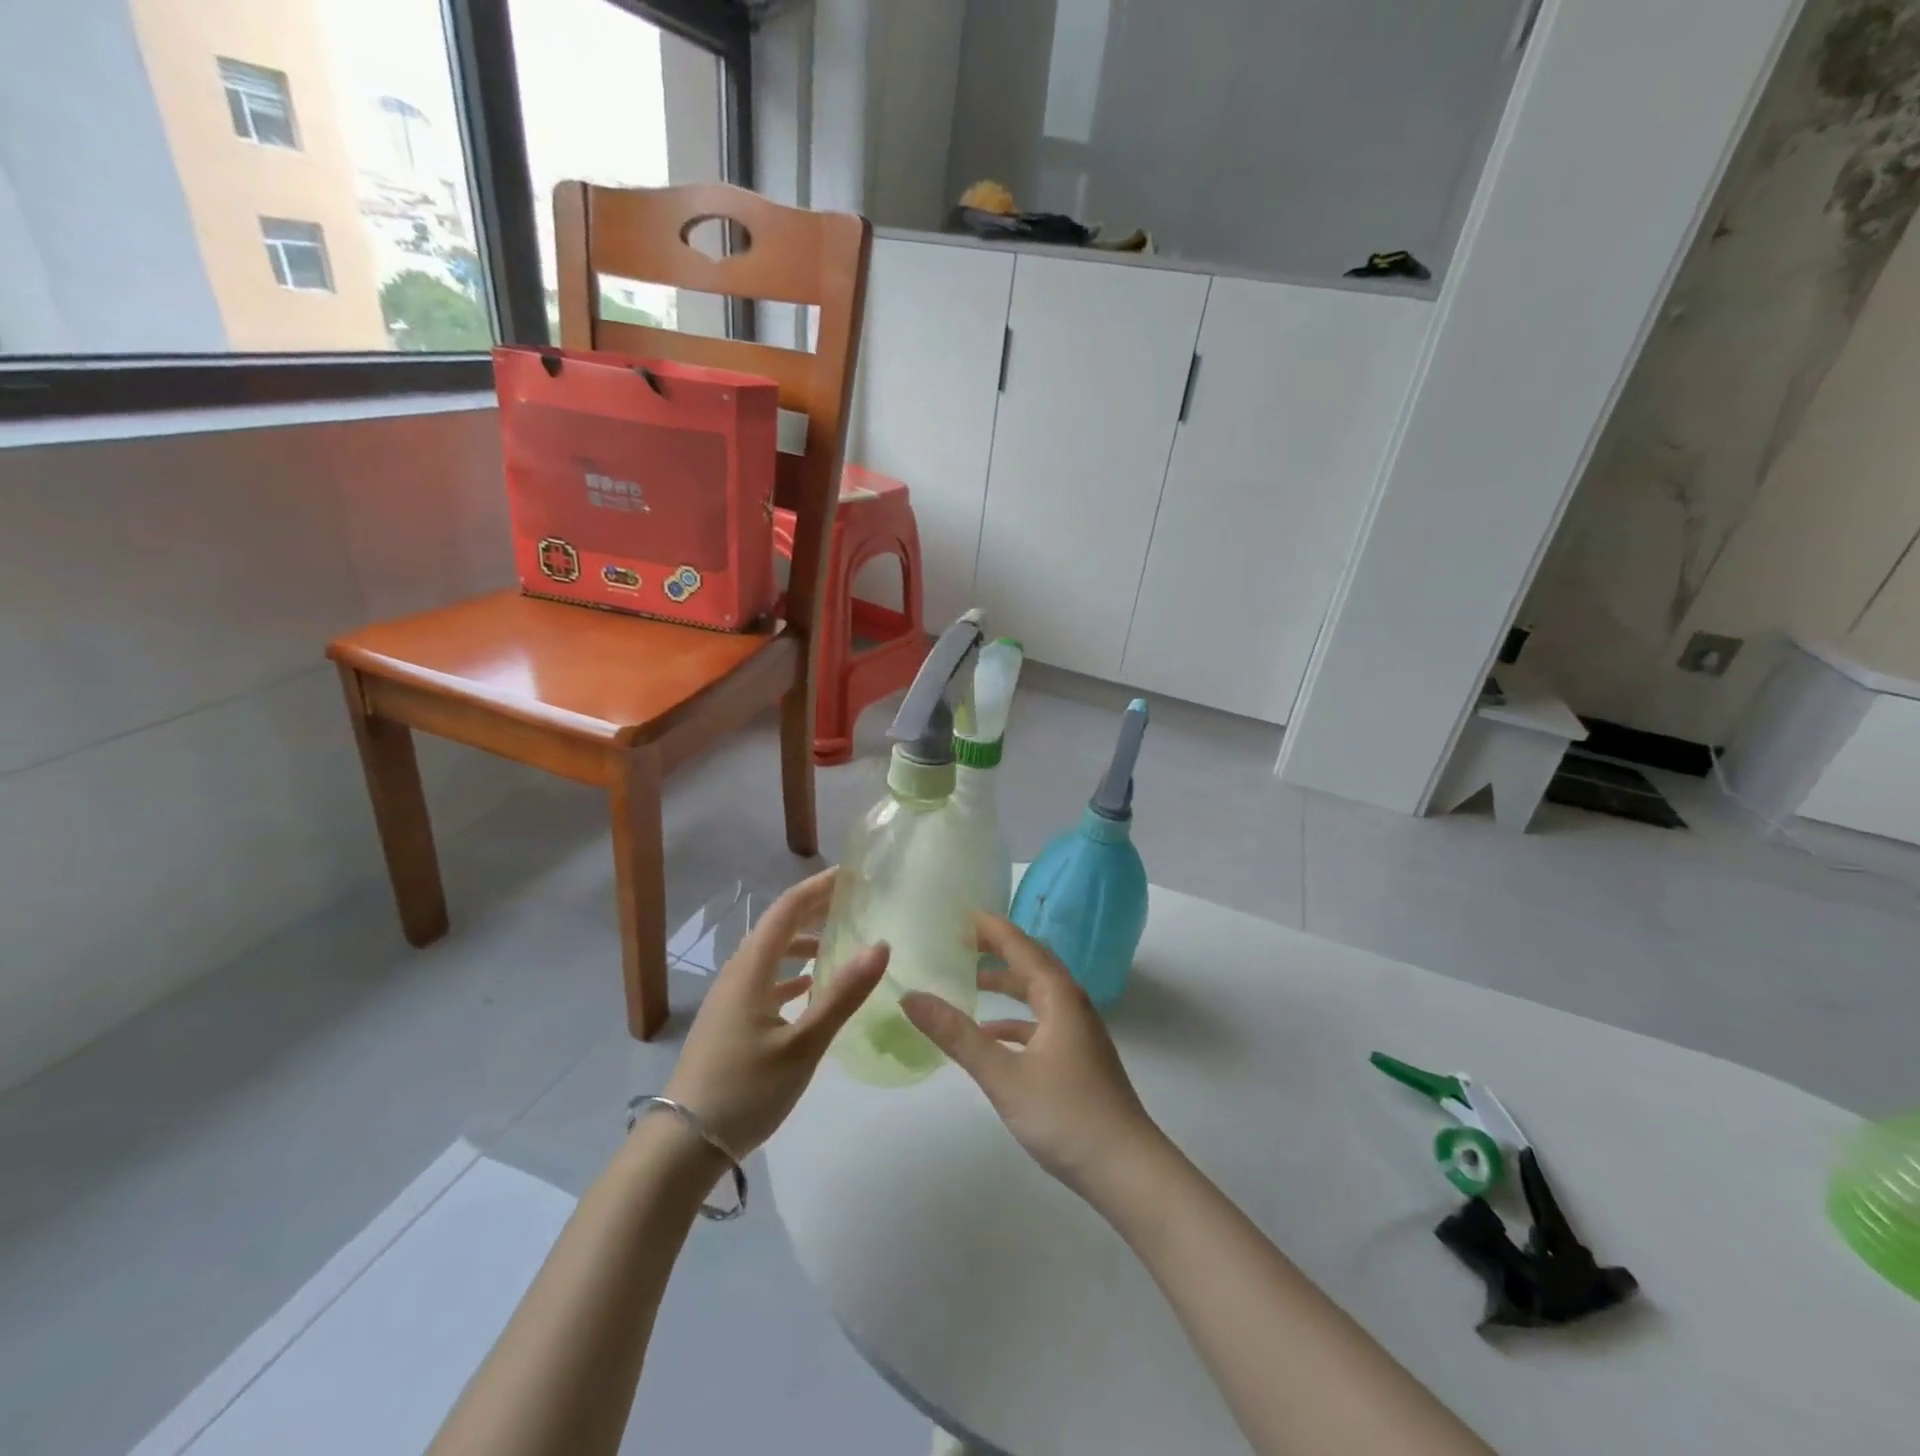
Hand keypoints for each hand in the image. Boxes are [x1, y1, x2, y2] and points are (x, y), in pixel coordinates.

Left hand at [662, 868, 887, 1155]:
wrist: (682, 1145)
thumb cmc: (745, 1090)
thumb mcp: (803, 1045)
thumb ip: (842, 995)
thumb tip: (881, 945)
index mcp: (751, 969)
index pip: (787, 909)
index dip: (819, 886)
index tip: (853, 873)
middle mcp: (738, 973)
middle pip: (778, 926)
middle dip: (814, 908)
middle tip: (854, 901)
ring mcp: (730, 998)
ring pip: (771, 954)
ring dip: (803, 941)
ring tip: (838, 940)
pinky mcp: (729, 1021)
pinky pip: (765, 979)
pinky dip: (791, 972)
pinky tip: (810, 988)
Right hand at [902, 913, 1159, 1197]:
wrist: (1127, 1170)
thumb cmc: (1066, 1115)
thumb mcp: (1003, 1075)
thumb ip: (957, 1035)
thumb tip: (911, 997)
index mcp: (1059, 997)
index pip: (1021, 947)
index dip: (992, 929)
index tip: (962, 913)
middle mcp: (1072, 1005)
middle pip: (1032, 963)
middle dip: (998, 949)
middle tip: (960, 940)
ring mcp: (1078, 1033)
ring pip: (1038, 994)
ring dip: (1007, 984)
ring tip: (970, 980)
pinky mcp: (1078, 1058)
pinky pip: (1042, 1023)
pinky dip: (1015, 1021)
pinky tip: (991, 1036)